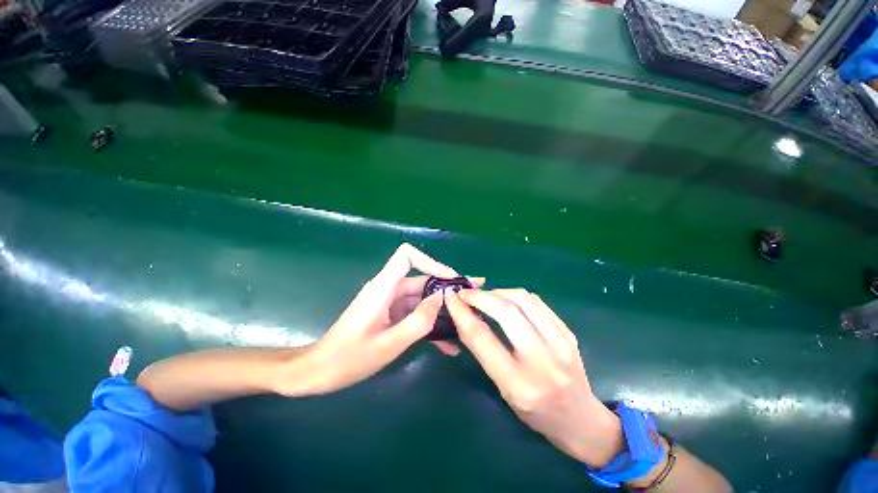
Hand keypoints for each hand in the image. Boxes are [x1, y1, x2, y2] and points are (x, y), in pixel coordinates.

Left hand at [293, 243, 481, 395]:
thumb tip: (442, 298)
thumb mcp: (389, 343)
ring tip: (467, 321)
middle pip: (422, 278)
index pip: (407, 256)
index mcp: (383, 287)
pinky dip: (429, 323)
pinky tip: (447, 343)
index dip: (431, 262)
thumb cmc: (349, 358)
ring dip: (441, 310)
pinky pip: (414, 313)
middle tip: (473, 297)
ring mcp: (389, 302)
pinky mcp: (390, 314)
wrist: (319, 371)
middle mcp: (388, 289)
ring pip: (421, 298)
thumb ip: (419, 321)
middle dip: (447, 288)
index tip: (451, 280)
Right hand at [444, 288, 623, 467]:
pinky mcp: (568, 331)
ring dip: (498, 292)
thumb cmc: (535, 413)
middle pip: (506, 311)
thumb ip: (483, 352)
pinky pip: (536, 301)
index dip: (462, 312)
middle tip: (466, 293)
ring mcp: (560, 343)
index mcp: (519, 384)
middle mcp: (542, 361)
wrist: (581, 420)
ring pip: (523, 299)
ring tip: (485, 296)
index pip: (483, 338)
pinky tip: (506, 300)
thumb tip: (463, 319)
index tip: (450, 297)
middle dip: (481, 296)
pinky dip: (515, 295)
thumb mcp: (502, 389)